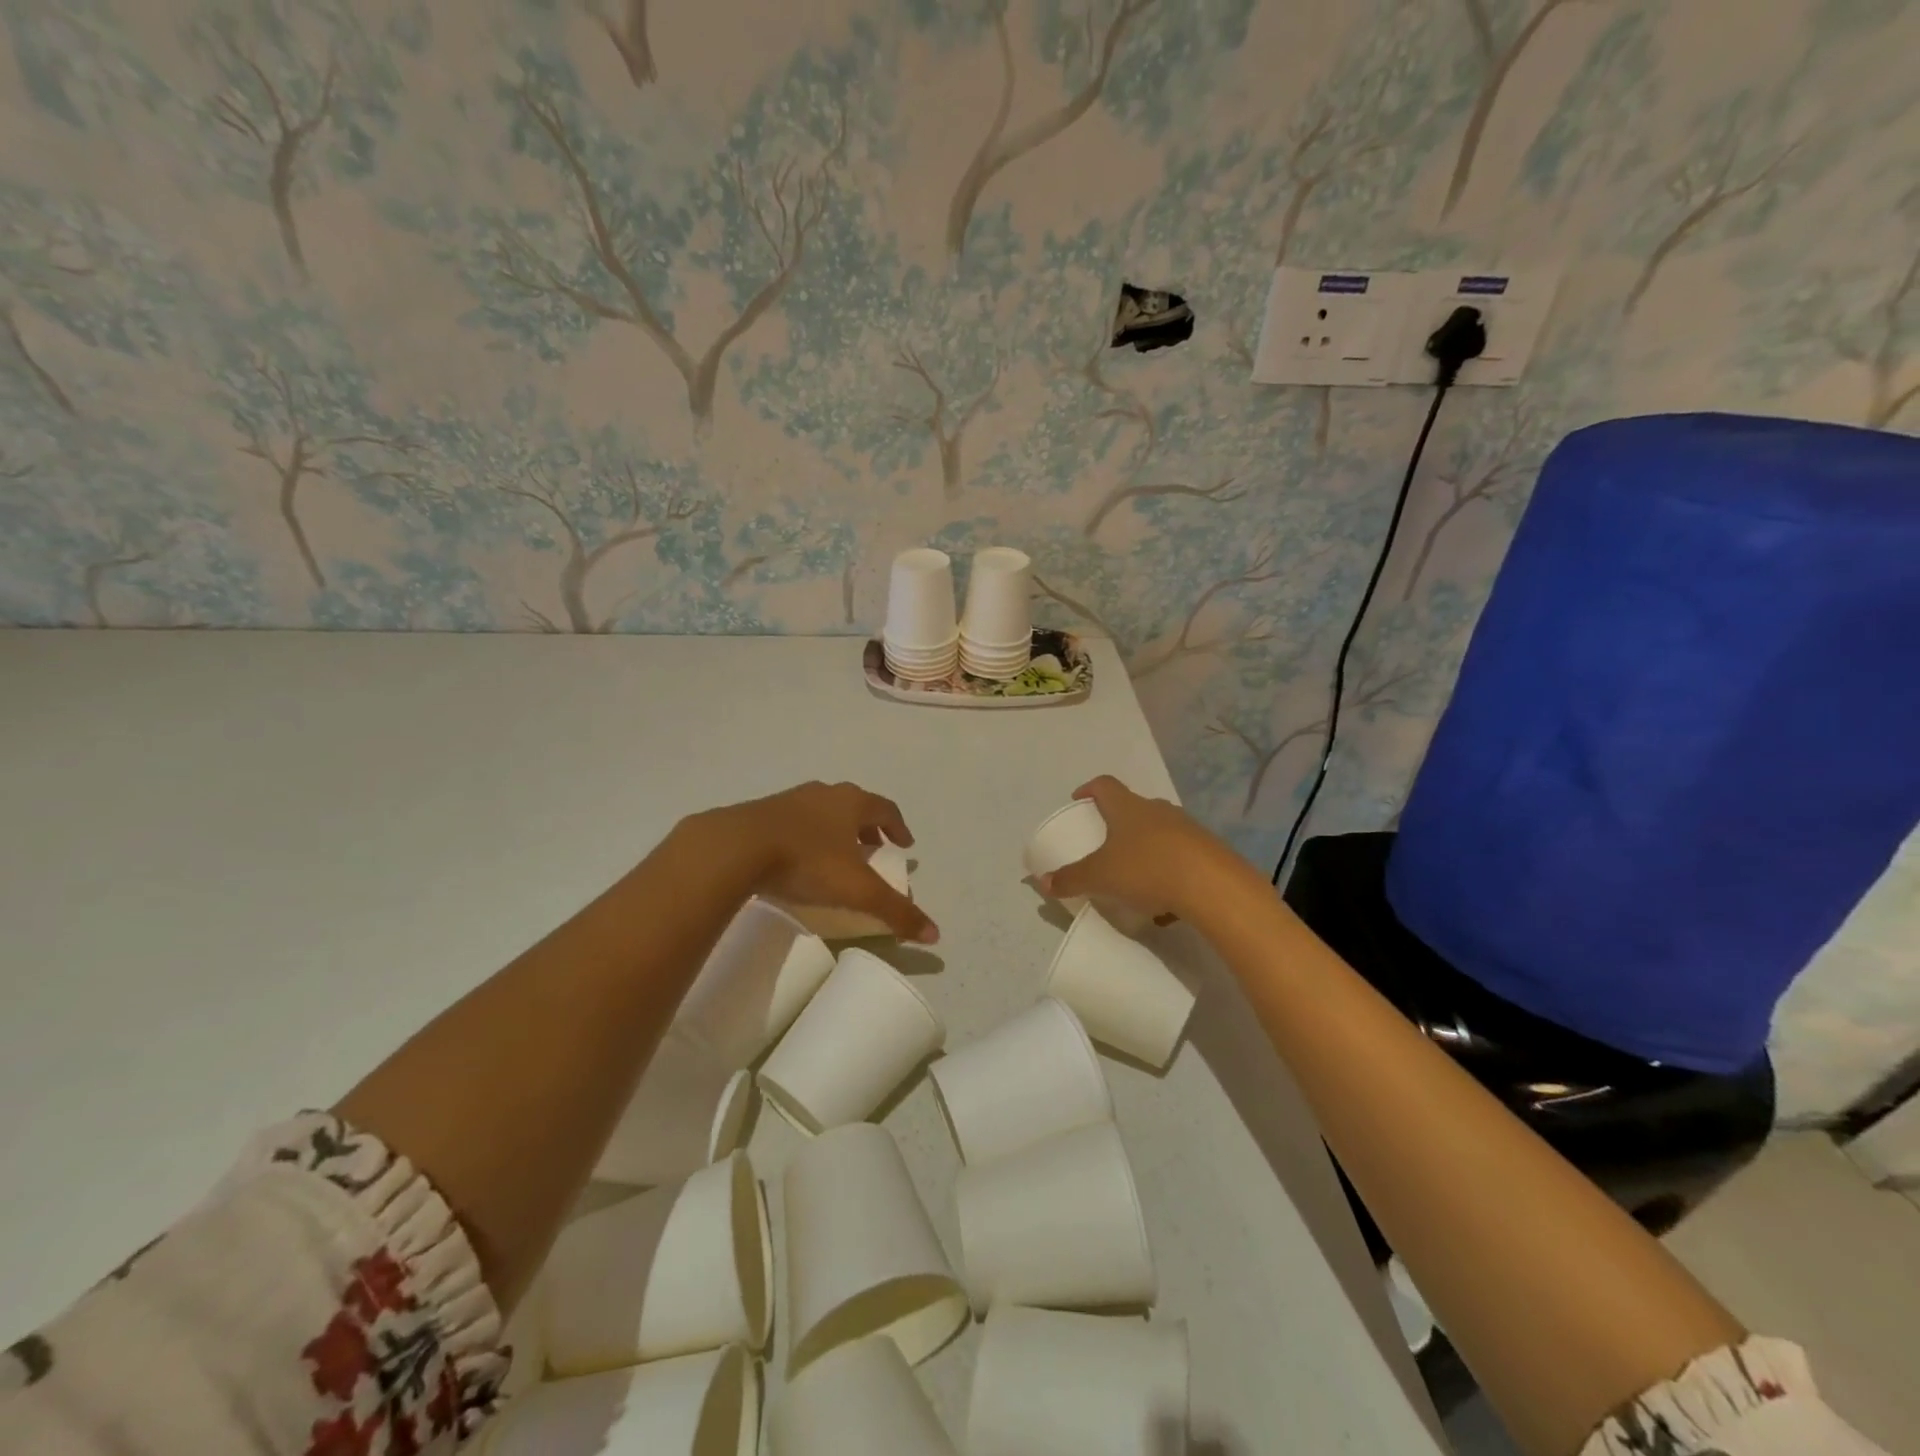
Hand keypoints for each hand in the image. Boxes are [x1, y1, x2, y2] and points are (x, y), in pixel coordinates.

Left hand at [706, 781, 937, 943]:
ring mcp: (789, 800)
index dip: (899, 827)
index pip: (885, 809)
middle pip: (854, 806)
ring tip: (837, 855)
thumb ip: (895, 911)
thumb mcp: (857, 890)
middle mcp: (824, 793)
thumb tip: (935, 934)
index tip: (905, 844)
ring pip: (822, 812)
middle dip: (868, 828)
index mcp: (851, 802)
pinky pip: (793, 822)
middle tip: (874, 849)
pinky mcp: (760, 814)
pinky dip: (806, 836)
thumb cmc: (807, 861)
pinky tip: (798, 858)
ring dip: (836, 830)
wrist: (736, 847)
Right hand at [1041, 776, 1239, 921]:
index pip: (1105, 785)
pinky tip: (1164, 901)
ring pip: (1159, 832)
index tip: (1079, 800)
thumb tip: (1043, 882)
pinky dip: (1168, 871)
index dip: (1089, 789)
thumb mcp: (1100, 877)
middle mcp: (1158, 810)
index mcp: (1128, 808)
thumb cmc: (1146, 869)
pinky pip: (1180, 856)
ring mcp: (1187, 828)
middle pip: (1134, 807)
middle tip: (1105, 842)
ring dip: (1145, 848)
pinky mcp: (1209, 850)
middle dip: (1118, 823)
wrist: (1212, 885)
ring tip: (1134, 877)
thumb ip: (1071, 879)